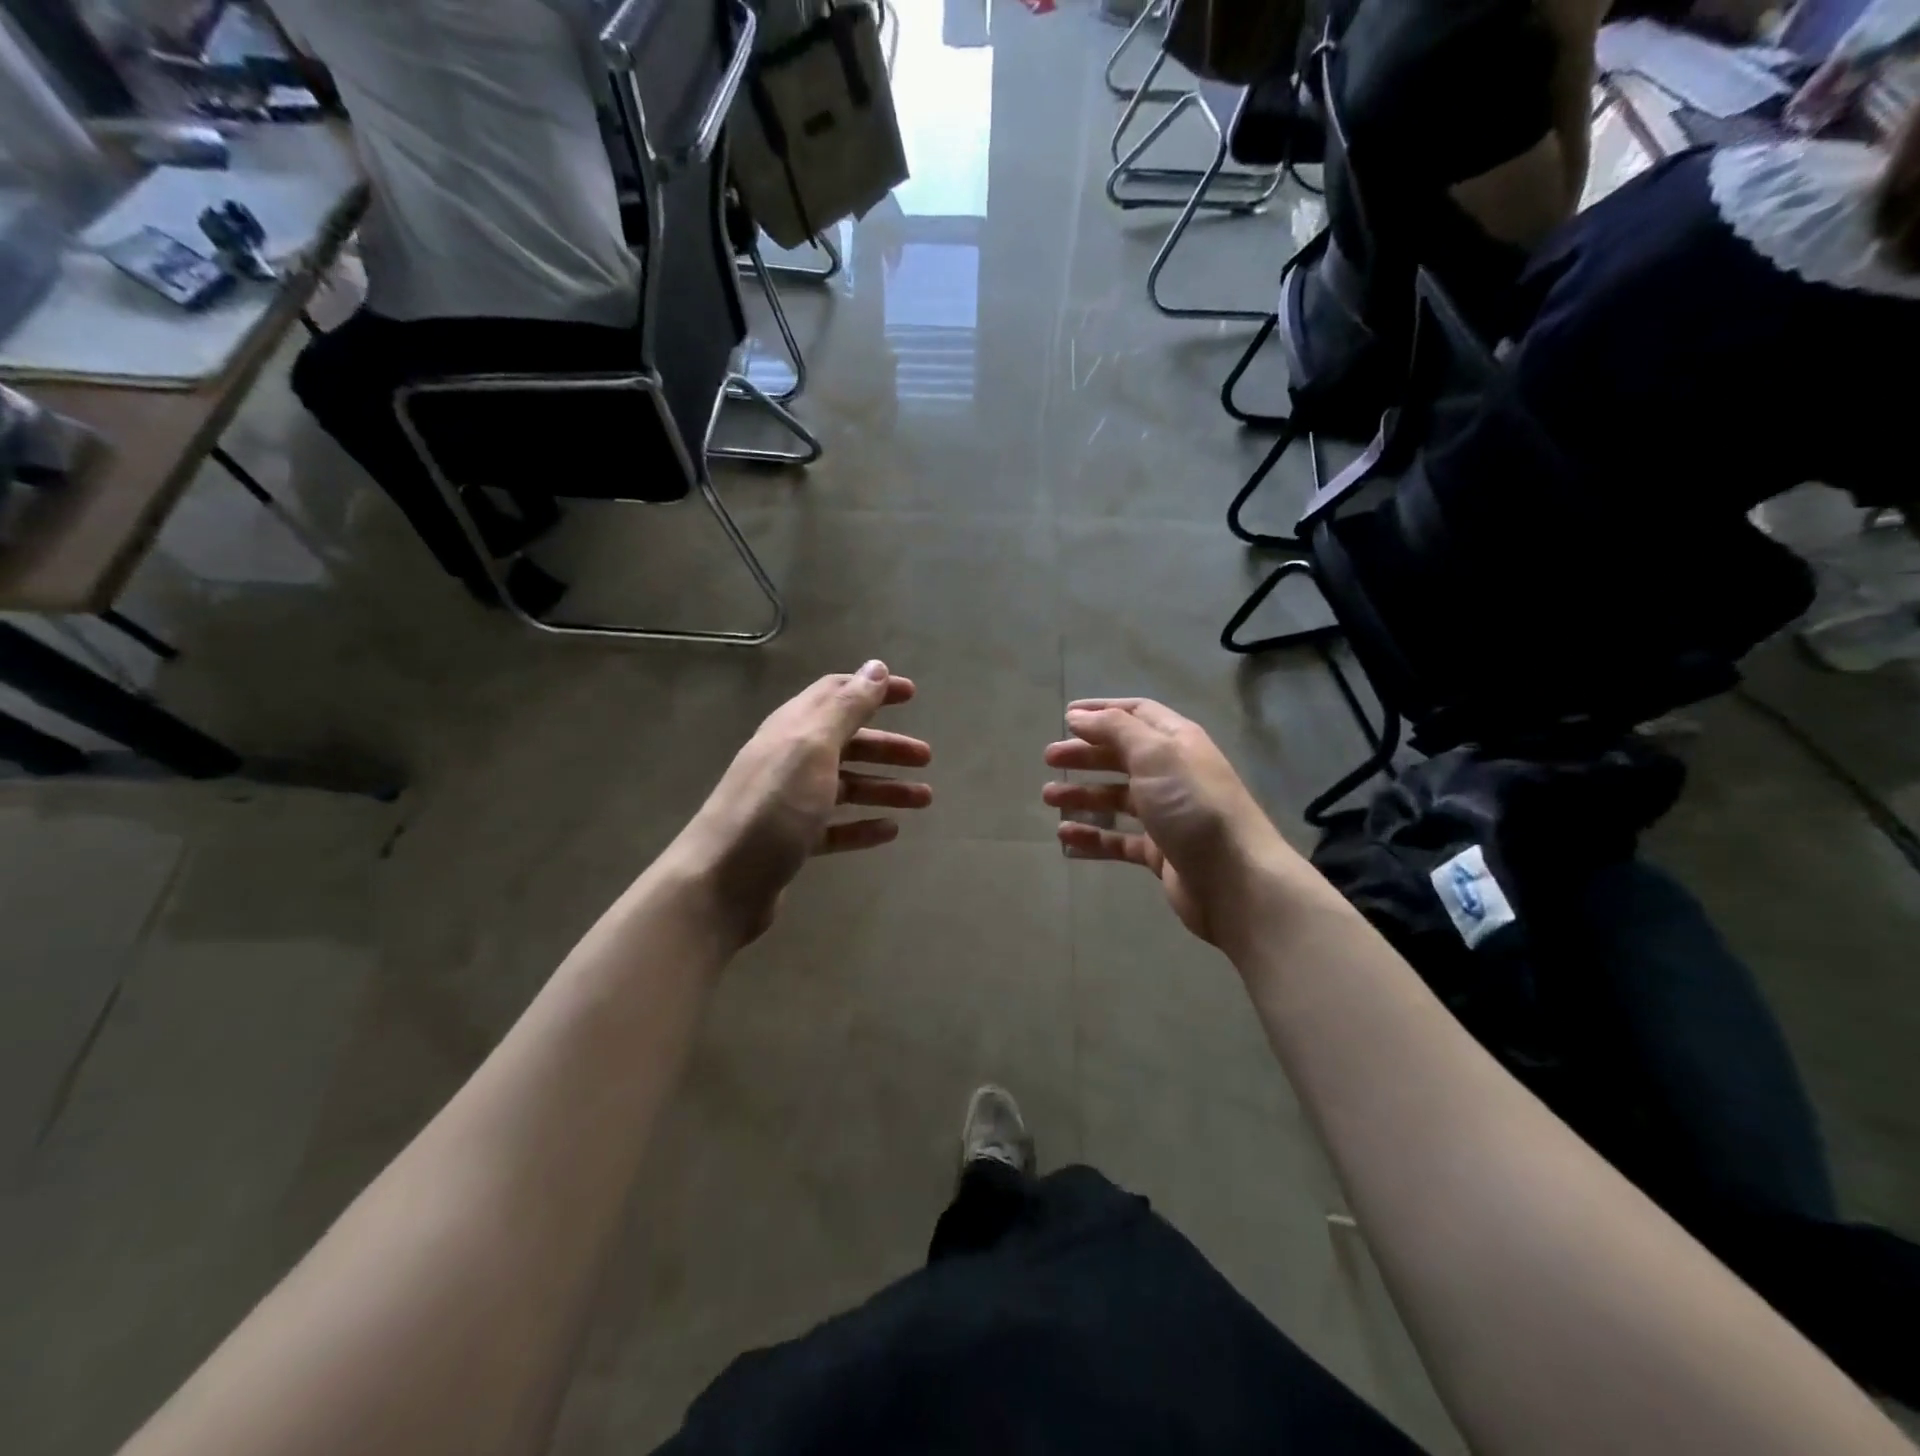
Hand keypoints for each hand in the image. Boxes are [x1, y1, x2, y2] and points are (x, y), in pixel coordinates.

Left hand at [677, 662, 931, 944]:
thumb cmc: (773, 807)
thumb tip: (876, 668)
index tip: (912, 694)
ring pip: (846, 786)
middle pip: (846, 743)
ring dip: (884, 787)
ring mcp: (790, 802)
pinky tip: (890, 832)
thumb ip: (846, 708)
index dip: (873, 690)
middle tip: (926, 757)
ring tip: (924, 800)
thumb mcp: (812, 748)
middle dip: (887, 746)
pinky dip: (863, 825)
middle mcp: (790, 759)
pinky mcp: (792, 841)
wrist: (721, 883)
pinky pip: (836, 827)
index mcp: (793, 729)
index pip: (836, 695)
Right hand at [1043, 698, 1291, 945]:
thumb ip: (1115, 730)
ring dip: (1083, 794)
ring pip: (1118, 798)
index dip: (1102, 712)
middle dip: (1086, 754)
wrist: (1235, 880)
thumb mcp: (1154, 754)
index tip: (1066, 716)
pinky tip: (1066, 838)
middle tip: (1049, 758)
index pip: (1137, 715)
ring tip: (1049, 798)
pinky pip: (1120, 839)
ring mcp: (1168, 814)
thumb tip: (1079, 716)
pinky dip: (1093, 837)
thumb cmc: (1192, 806)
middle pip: (1122, 756)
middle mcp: (1173, 774)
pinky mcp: (1161, 852)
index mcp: (1177, 742)